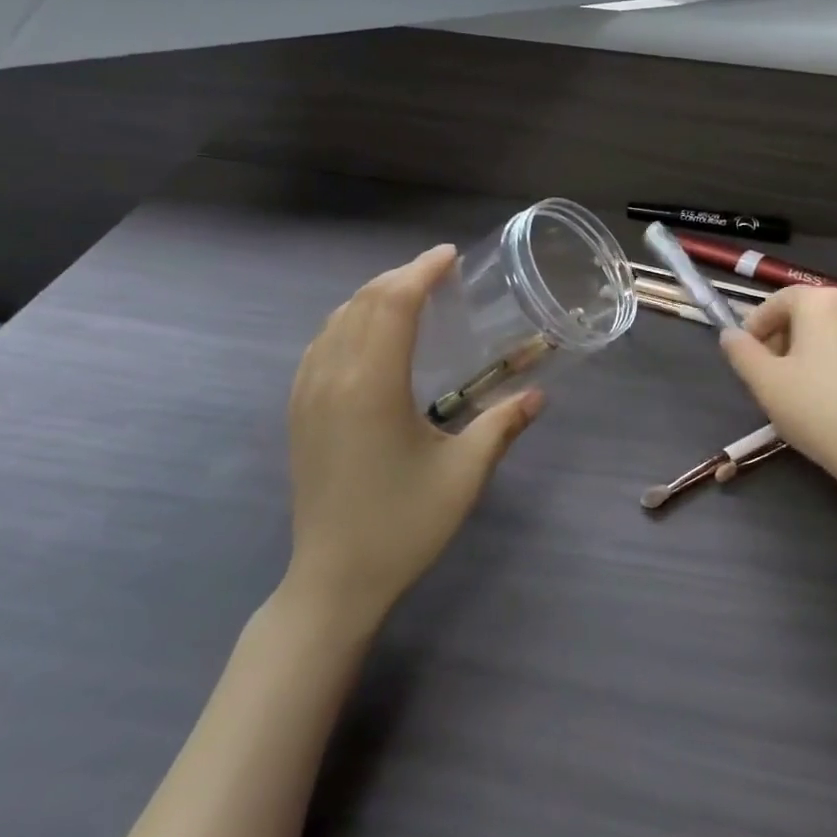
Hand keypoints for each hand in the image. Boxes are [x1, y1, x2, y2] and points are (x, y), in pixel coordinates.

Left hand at [284, 245, 542, 626]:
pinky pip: (320, 343)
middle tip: (439, 273)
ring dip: (373, 296)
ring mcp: (308, 392)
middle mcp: (333, 376)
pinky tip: (369, 333)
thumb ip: (502, 425)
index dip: (421, 271)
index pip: (394, 304)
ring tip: (410, 295)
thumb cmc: (403, 525)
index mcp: (373, 384)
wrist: (333, 580)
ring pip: (337, 318)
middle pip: (364, 302)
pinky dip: (348, 320)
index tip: (450, 256)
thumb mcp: (463, 474)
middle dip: (401, 277)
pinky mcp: (298, 410)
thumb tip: (538, 394)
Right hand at [718, 286, 836, 493]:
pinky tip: (835, 394)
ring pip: (834, 329)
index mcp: (822, 301)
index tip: (748, 357)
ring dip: (811, 348)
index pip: (778, 301)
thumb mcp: (764, 381)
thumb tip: (730, 335)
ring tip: (801, 386)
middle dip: (784, 337)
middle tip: (771, 374)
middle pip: (808, 312)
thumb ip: (741, 351)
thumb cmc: (816, 408)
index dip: (756, 326)